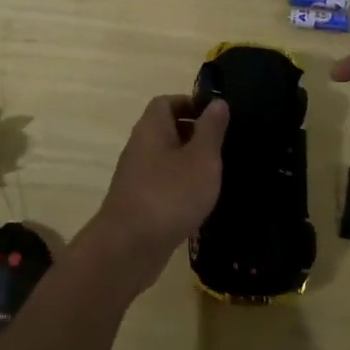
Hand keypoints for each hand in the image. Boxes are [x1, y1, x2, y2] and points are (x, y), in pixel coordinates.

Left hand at [85, 95, 228, 291]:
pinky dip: (179, 187)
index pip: (166, 102)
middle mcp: (139, 146)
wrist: (128, 248)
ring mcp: (135, 176)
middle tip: (221, 146)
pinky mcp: (137, 203)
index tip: (215, 117)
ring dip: (188, 163)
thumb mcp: (202, 159)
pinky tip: (198, 203)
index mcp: (151, 128)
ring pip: (165, 158)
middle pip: (165, 129)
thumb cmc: (170, 195)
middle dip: (193, 134)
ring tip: (215, 175)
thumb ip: (211, 129)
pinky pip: (161, 184)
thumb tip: (217, 102)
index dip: (190, 103)